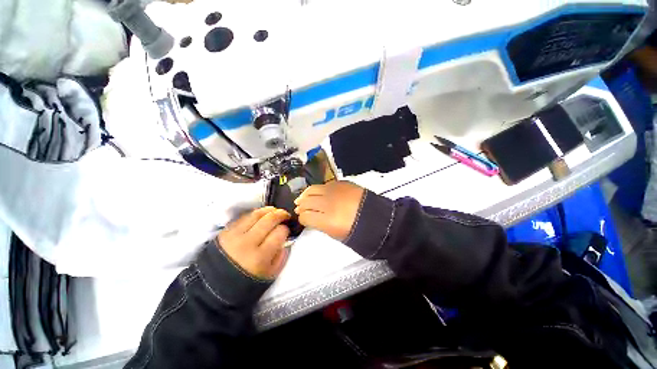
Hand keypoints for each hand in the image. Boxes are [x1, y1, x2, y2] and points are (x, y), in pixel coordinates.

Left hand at [217, 207, 290, 278]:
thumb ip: (281, 257)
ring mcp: (235, 235)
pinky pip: (244, 216)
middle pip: (270, 219)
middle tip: (286, 215)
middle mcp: (248, 243)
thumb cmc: (245, 283)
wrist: (212, 287)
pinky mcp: (226, 231)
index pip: (280, 232)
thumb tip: (286, 240)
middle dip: (281, 214)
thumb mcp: (269, 276)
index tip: (286, 231)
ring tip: (275, 211)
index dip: (286, 229)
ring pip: (257, 214)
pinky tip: (261, 215)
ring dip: (269, 210)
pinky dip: (255, 213)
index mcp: (260, 257)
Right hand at [294, 181, 364, 240]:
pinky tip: (317, 193)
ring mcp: (334, 191)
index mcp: (327, 220)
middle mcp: (328, 203)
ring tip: (303, 199)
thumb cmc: (357, 231)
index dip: (302, 218)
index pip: (305, 216)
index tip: (303, 219)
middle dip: (301, 206)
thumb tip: (310, 217)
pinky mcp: (341, 183)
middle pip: (306, 201)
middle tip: (299, 208)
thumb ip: (320, 225)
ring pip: (312, 190)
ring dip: (305, 195)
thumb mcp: (336, 234)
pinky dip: (317, 189)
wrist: (377, 217)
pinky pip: (323, 185)